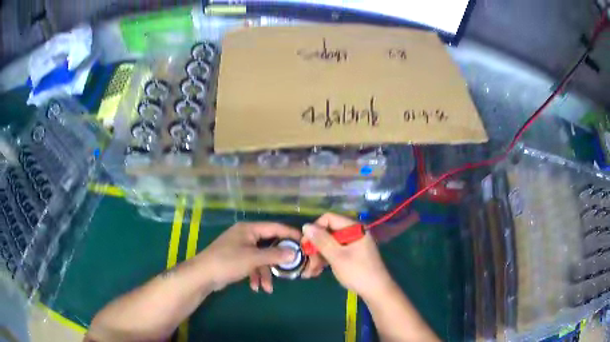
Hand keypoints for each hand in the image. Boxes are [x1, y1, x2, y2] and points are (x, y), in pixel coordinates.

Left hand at [195, 222, 300, 292]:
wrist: (203, 275)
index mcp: (249, 229)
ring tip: (267, 288)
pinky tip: (256, 287)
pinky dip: (256, 275)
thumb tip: (294, 253)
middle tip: (291, 268)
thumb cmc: (228, 262)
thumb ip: (274, 255)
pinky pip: (252, 265)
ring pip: (261, 258)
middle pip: (269, 245)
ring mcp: (240, 248)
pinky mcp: (236, 259)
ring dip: (265, 273)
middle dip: (277, 260)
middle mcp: (246, 236)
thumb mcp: (253, 258)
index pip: (275, 227)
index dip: (291, 234)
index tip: (305, 243)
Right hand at [301, 213, 393, 300]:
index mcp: (354, 228)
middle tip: (307, 261)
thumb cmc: (358, 272)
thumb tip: (306, 225)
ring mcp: (354, 244)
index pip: (329, 219)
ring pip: (330, 244)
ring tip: (310, 271)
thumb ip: (321, 240)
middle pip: (328, 232)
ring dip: (319, 255)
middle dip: (316, 246)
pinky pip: (336, 252)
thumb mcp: (337, 256)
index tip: (305, 244)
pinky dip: (326, 259)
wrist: (377, 291)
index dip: (315, 229)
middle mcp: (354, 232)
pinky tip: (317, 271)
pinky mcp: (353, 254)